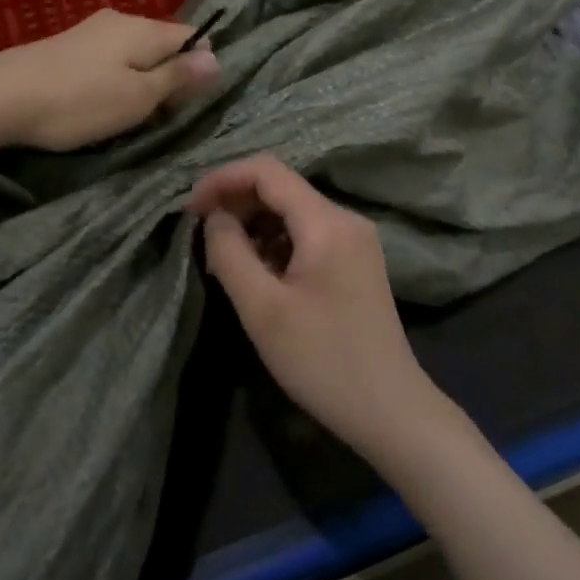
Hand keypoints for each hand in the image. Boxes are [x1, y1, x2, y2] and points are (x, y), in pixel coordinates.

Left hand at [0, 9, 218, 151]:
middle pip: (162, 42)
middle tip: (163, 112)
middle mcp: (120, 20)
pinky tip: (101, 99)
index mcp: (143, 29)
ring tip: (132, 111)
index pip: (192, 35)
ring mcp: (90, 30)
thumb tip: (217, 58)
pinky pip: (109, 57)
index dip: (201, 64)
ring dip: (141, 77)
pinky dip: (116, 77)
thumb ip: (177, 77)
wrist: (0, 96)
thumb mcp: (138, 97)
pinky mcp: (68, 45)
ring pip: (134, 51)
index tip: (193, 98)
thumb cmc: (79, 101)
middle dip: (170, 73)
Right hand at [187, 156, 443, 459]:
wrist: (389, 409)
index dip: (223, 179)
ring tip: (225, 260)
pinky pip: (308, 233)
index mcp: (326, 222)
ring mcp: (355, 240)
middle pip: (281, 187)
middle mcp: (345, 219)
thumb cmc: (322, 359)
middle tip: (202, 237)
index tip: (190, 208)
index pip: (267, 171)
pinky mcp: (356, 261)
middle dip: (236, 202)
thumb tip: (215, 217)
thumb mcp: (262, 309)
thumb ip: (230, 252)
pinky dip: (276, 241)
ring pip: (293, 211)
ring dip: (254, 224)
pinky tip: (259, 273)